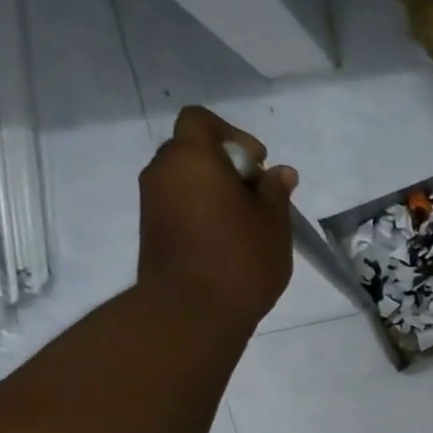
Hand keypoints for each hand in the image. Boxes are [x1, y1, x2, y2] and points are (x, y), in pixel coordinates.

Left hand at [138, 106, 295, 331]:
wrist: (192, 311)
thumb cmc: (240, 259)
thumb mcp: (273, 223)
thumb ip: (275, 192)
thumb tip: (280, 172)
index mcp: (192, 158)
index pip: (201, 120)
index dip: (232, 135)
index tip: (257, 166)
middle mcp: (163, 171)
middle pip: (193, 151)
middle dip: (227, 167)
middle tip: (258, 199)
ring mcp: (152, 201)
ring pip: (186, 180)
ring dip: (215, 192)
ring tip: (247, 224)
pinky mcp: (151, 229)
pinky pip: (179, 205)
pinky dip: (202, 211)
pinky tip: (228, 240)